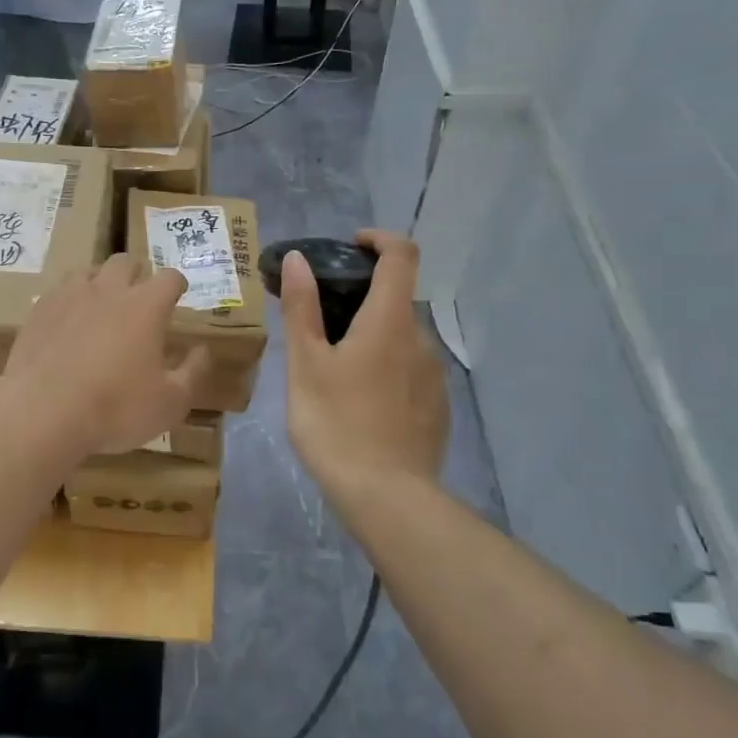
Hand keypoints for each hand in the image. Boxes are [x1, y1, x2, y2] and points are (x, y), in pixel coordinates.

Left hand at [0, 255, 211, 458]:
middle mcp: (108, 289)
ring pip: (88, 271)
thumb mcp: (169, 403)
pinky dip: (69, 301)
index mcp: (146, 306)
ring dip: (100, 282)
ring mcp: (69, 296)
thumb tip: (203, 351)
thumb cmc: (115, 408)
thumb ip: (193, 373)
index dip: (177, 283)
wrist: (42, 411)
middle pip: (125, 262)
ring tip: (101, 304)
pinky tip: (67, 322)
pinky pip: (58, 292)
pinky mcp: (39, 311)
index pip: (169, 277)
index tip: (179, 294)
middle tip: (138, 297)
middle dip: (136, 274)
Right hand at [280, 231, 449, 503]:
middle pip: (396, 300)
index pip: (401, 256)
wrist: (386, 497)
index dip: (379, 240)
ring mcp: (434, 377)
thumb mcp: (305, 364)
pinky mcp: (437, 408)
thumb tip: (300, 259)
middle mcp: (420, 340)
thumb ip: (302, 307)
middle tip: (319, 321)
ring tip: (332, 367)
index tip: (350, 246)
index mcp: (390, 321)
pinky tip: (358, 402)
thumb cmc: (336, 423)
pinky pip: (409, 371)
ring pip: (401, 339)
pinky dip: (385, 368)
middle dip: (361, 298)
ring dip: (371, 337)